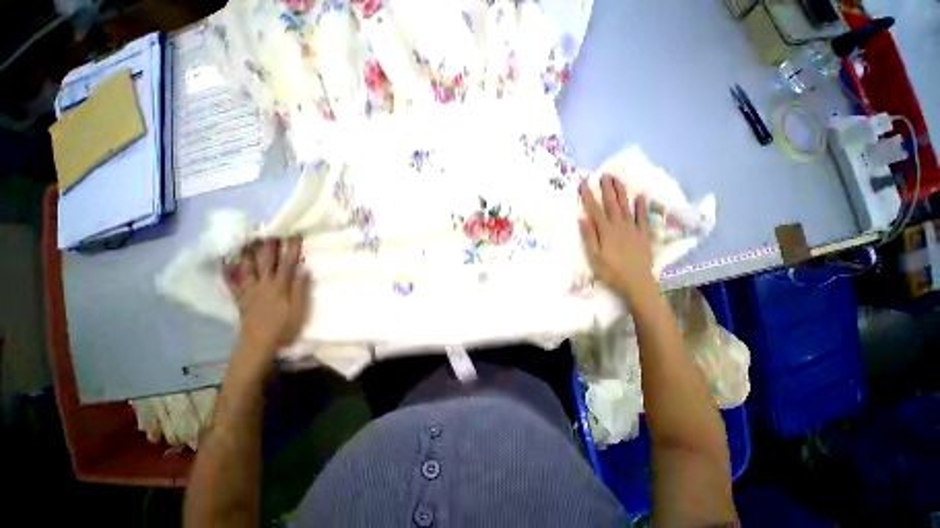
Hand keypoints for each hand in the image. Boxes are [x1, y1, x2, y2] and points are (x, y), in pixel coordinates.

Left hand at [224, 237, 310, 357]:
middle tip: (268, 229)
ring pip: (246, 267)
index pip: (287, 262)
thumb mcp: (299, 310)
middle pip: (265, 261)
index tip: (294, 233)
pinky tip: (224, 261)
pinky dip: (227, 271)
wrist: (259, 344)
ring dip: (247, 252)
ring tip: (246, 238)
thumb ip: (300, 289)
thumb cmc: (284, 327)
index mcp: (280, 287)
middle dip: (268, 244)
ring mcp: (249, 291)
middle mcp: (263, 284)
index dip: (291, 248)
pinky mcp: (240, 298)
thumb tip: (303, 269)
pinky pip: (232, 282)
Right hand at [579, 175, 654, 299]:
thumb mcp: (594, 256)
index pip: (595, 209)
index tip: (584, 183)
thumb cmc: (611, 270)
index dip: (588, 195)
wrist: (636, 281)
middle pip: (612, 204)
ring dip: (622, 192)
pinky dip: (642, 207)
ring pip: (627, 206)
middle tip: (604, 175)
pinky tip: (641, 197)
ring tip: (618, 180)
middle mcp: (619, 225)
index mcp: (605, 231)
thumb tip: (582, 218)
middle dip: (607, 189)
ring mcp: (633, 228)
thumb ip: (589, 236)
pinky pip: (643, 217)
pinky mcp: (644, 234)